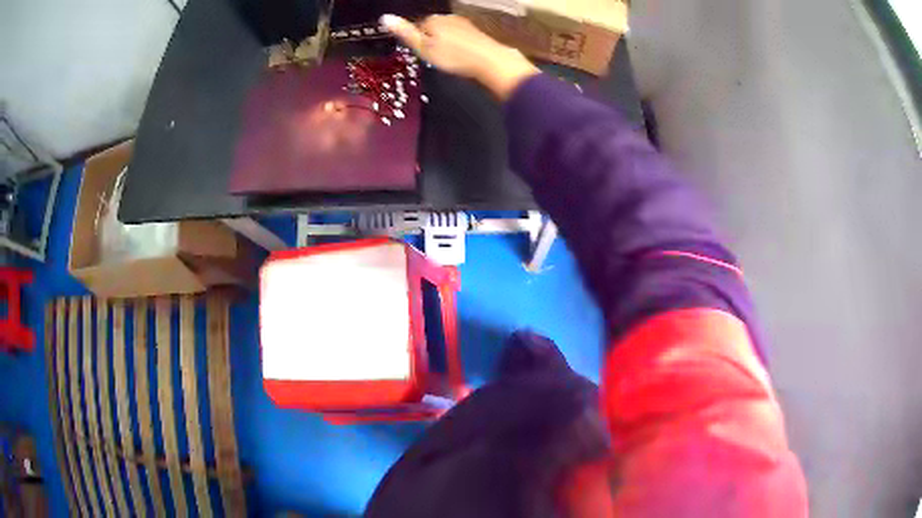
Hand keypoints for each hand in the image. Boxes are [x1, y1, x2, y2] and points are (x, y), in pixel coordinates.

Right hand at [380, 14, 539, 100]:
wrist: (490, 62)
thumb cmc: (454, 57)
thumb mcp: (424, 48)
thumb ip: (405, 33)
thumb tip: (385, 18)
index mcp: (432, 20)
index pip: (417, 27)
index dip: (417, 42)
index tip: (421, 54)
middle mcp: (448, 18)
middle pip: (432, 28)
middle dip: (432, 41)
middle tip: (435, 59)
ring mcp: (464, 24)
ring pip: (447, 32)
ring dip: (445, 43)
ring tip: (448, 59)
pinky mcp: (476, 32)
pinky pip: (460, 37)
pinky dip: (458, 45)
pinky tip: (461, 56)